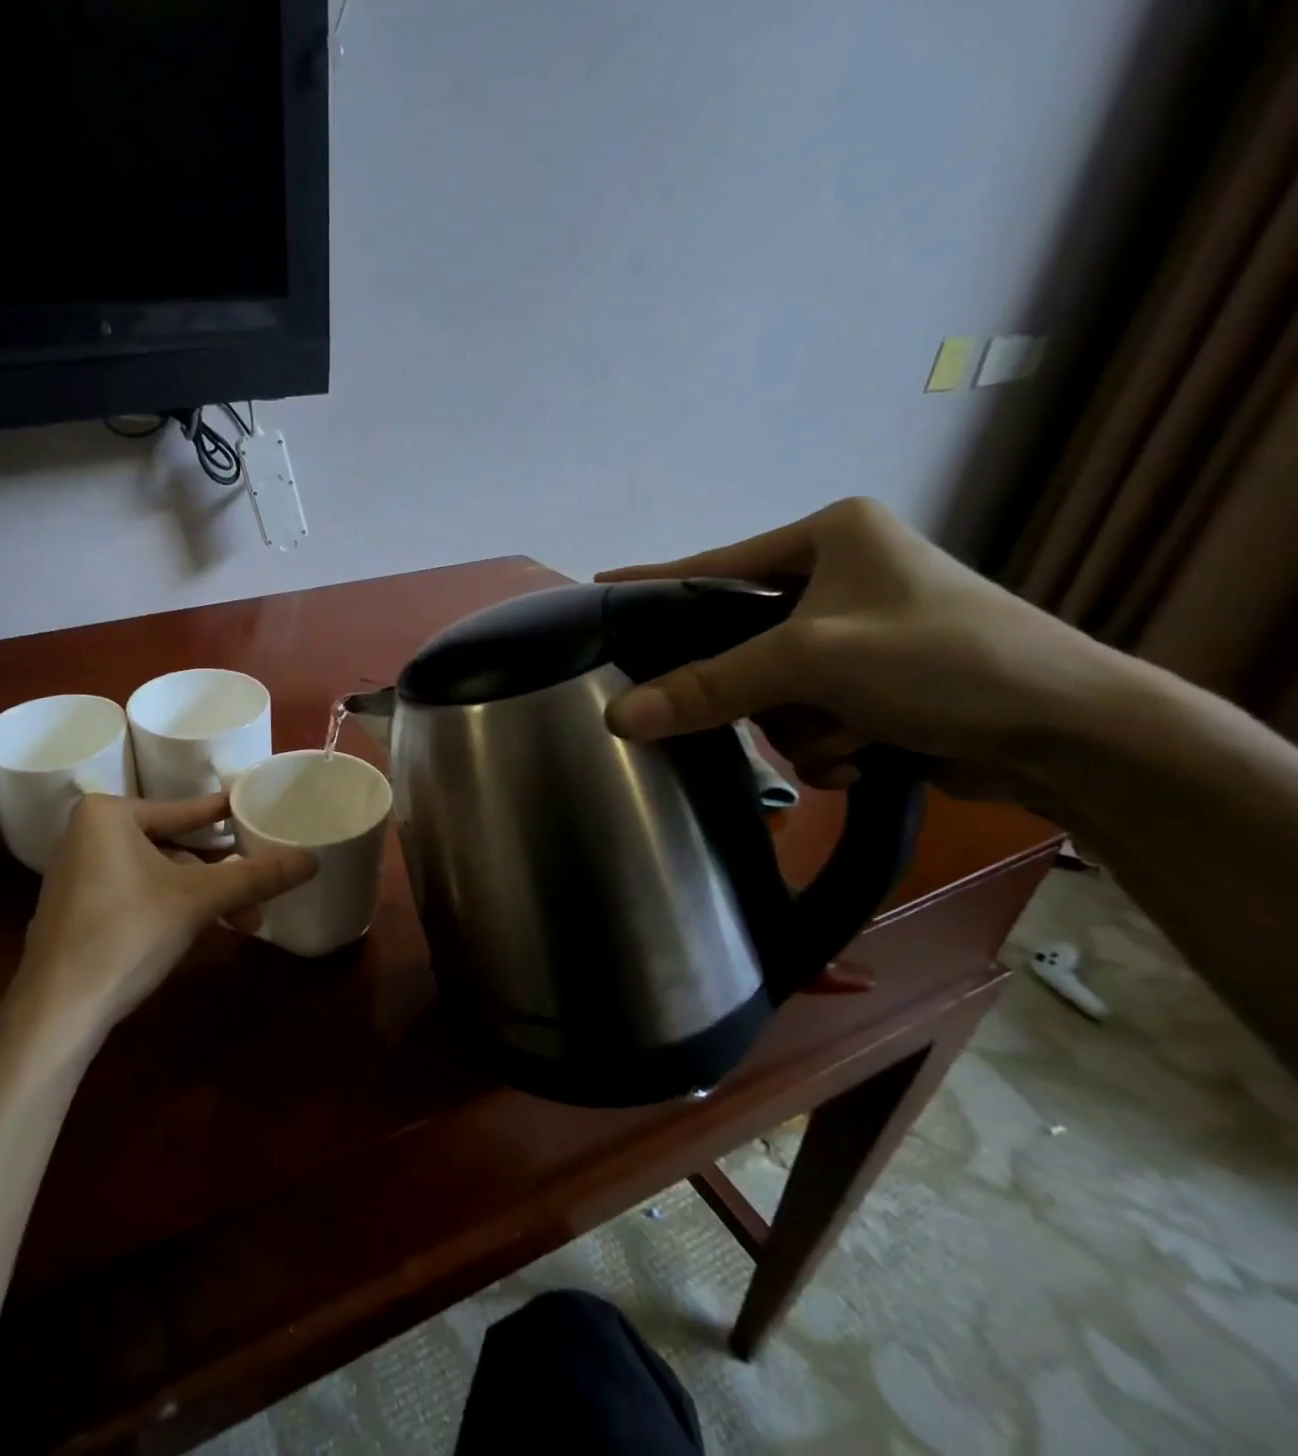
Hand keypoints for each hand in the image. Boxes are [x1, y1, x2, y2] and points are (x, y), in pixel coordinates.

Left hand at [11, 793, 316, 1033]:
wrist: (58, 1011)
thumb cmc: (127, 935)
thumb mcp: (200, 900)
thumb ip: (256, 876)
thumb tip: (312, 860)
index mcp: (108, 814)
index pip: (187, 811)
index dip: (231, 817)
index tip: (263, 811)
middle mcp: (88, 833)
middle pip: (175, 845)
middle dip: (220, 876)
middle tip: (259, 892)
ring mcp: (79, 871)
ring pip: (160, 873)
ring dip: (202, 897)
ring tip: (242, 923)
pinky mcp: (79, 905)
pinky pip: (138, 891)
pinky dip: (172, 906)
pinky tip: (203, 928)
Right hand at [596, 497, 1121, 800]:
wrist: (1075, 736)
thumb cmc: (944, 662)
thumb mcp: (813, 662)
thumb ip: (708, 686)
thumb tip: (616, 717)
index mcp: (831, 536)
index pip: (716, 565)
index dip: (655, 583)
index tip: (597, 590)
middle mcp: (843, 576)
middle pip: (741, 643)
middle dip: (765, 691)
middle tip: (778, 704)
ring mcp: (860, 634)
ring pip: (771, 692)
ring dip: (803, 727)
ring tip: (857, 734)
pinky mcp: (876, 684)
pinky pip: (806, 718)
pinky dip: (828, 745)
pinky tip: (871, 751)